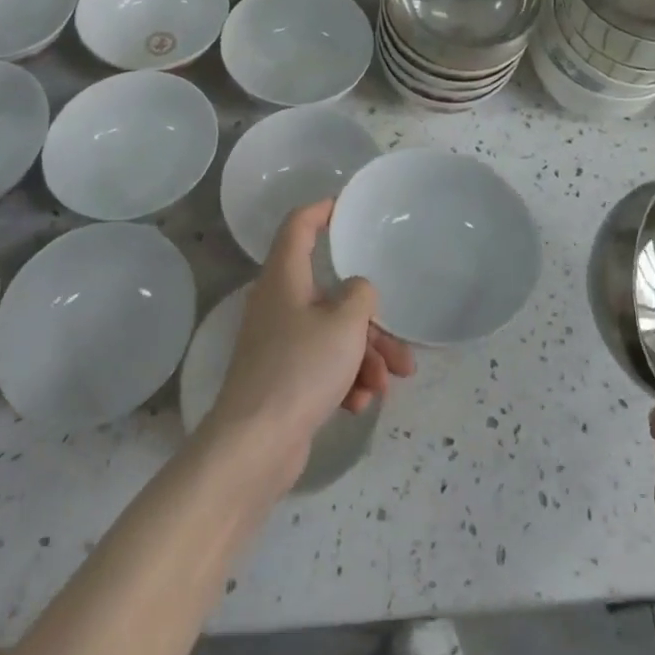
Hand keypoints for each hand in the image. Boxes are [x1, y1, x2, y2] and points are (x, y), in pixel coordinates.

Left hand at [205, 200, 414, 483]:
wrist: (255, 446)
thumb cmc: (300, 369)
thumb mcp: (345, 324)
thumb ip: (361, 295)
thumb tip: (357, 291)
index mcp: (285, 276)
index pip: (299, 225)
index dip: (322, 210)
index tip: (347, 207)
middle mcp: (279, 303)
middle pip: (330, 293)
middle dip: (369, 320)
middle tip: (399, 346)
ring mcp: (279, 343)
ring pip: (332, 334)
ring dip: (364, 356)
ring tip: (387, 384)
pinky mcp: (284, 379)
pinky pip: (323, 366)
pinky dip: (345, 379)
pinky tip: (360, 404)